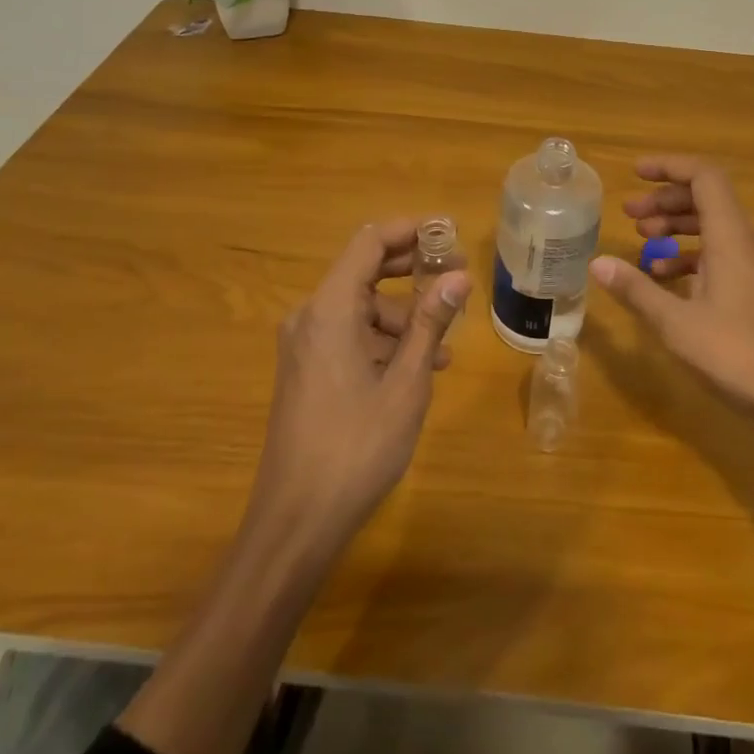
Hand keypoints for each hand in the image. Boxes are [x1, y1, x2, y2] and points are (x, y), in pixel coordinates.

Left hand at [251, 220, 470, 549]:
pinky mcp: (306, 371)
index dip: (409, 230)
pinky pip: (349, 336)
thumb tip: (459, 276)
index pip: (369, 242)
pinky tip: (416, 369)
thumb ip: (429, 321)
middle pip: (365, 271)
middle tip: (457, 277)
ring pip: (361, 309)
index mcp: (330, 309)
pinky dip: (383, 341)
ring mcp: (304, 346)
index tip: (448, 232)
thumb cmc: (356, 446)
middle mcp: (311, 317)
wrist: (295, 522)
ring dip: (403, 316)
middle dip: (413, 271)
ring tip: (443, 345)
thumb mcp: (406, 382)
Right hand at [590, 155, 753, 447]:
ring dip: (676, 226)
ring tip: (642, 239)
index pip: (704, 177)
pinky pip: (721, 253)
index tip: (636, 173)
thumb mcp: (676, 323)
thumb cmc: (735, 355)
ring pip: (713, 226)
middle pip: (706, 198)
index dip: (669, 167)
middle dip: (665, 200)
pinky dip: (690, 254)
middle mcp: (748, 241)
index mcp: (732, 237)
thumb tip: (597, 263)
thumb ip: (636, 289)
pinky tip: (664, 277)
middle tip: (629, 213)